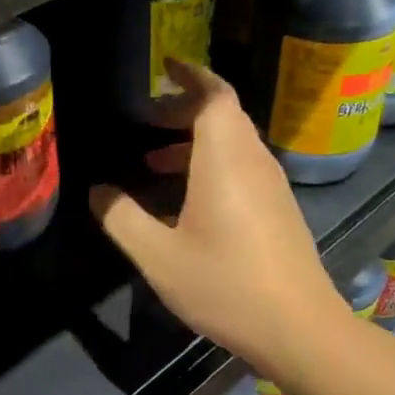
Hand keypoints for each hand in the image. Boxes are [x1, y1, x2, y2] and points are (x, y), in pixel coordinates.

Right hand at [89, 60, 341, 375]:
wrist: (298, 328)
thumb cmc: (225, 286)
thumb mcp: (158, 256)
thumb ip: (121, 218)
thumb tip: (96, 191)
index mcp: (225, 160)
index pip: (215, 96)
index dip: (191, 76)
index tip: (165, 67)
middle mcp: (253, 162)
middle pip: (223, 115)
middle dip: (184, 110)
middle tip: (146, 120)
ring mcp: (272, 185)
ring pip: (233, 142)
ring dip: (195, 141)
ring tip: (154, 161)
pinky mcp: (279, 208)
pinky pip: (243, 166)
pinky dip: (212, 164)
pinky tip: (186, 200)